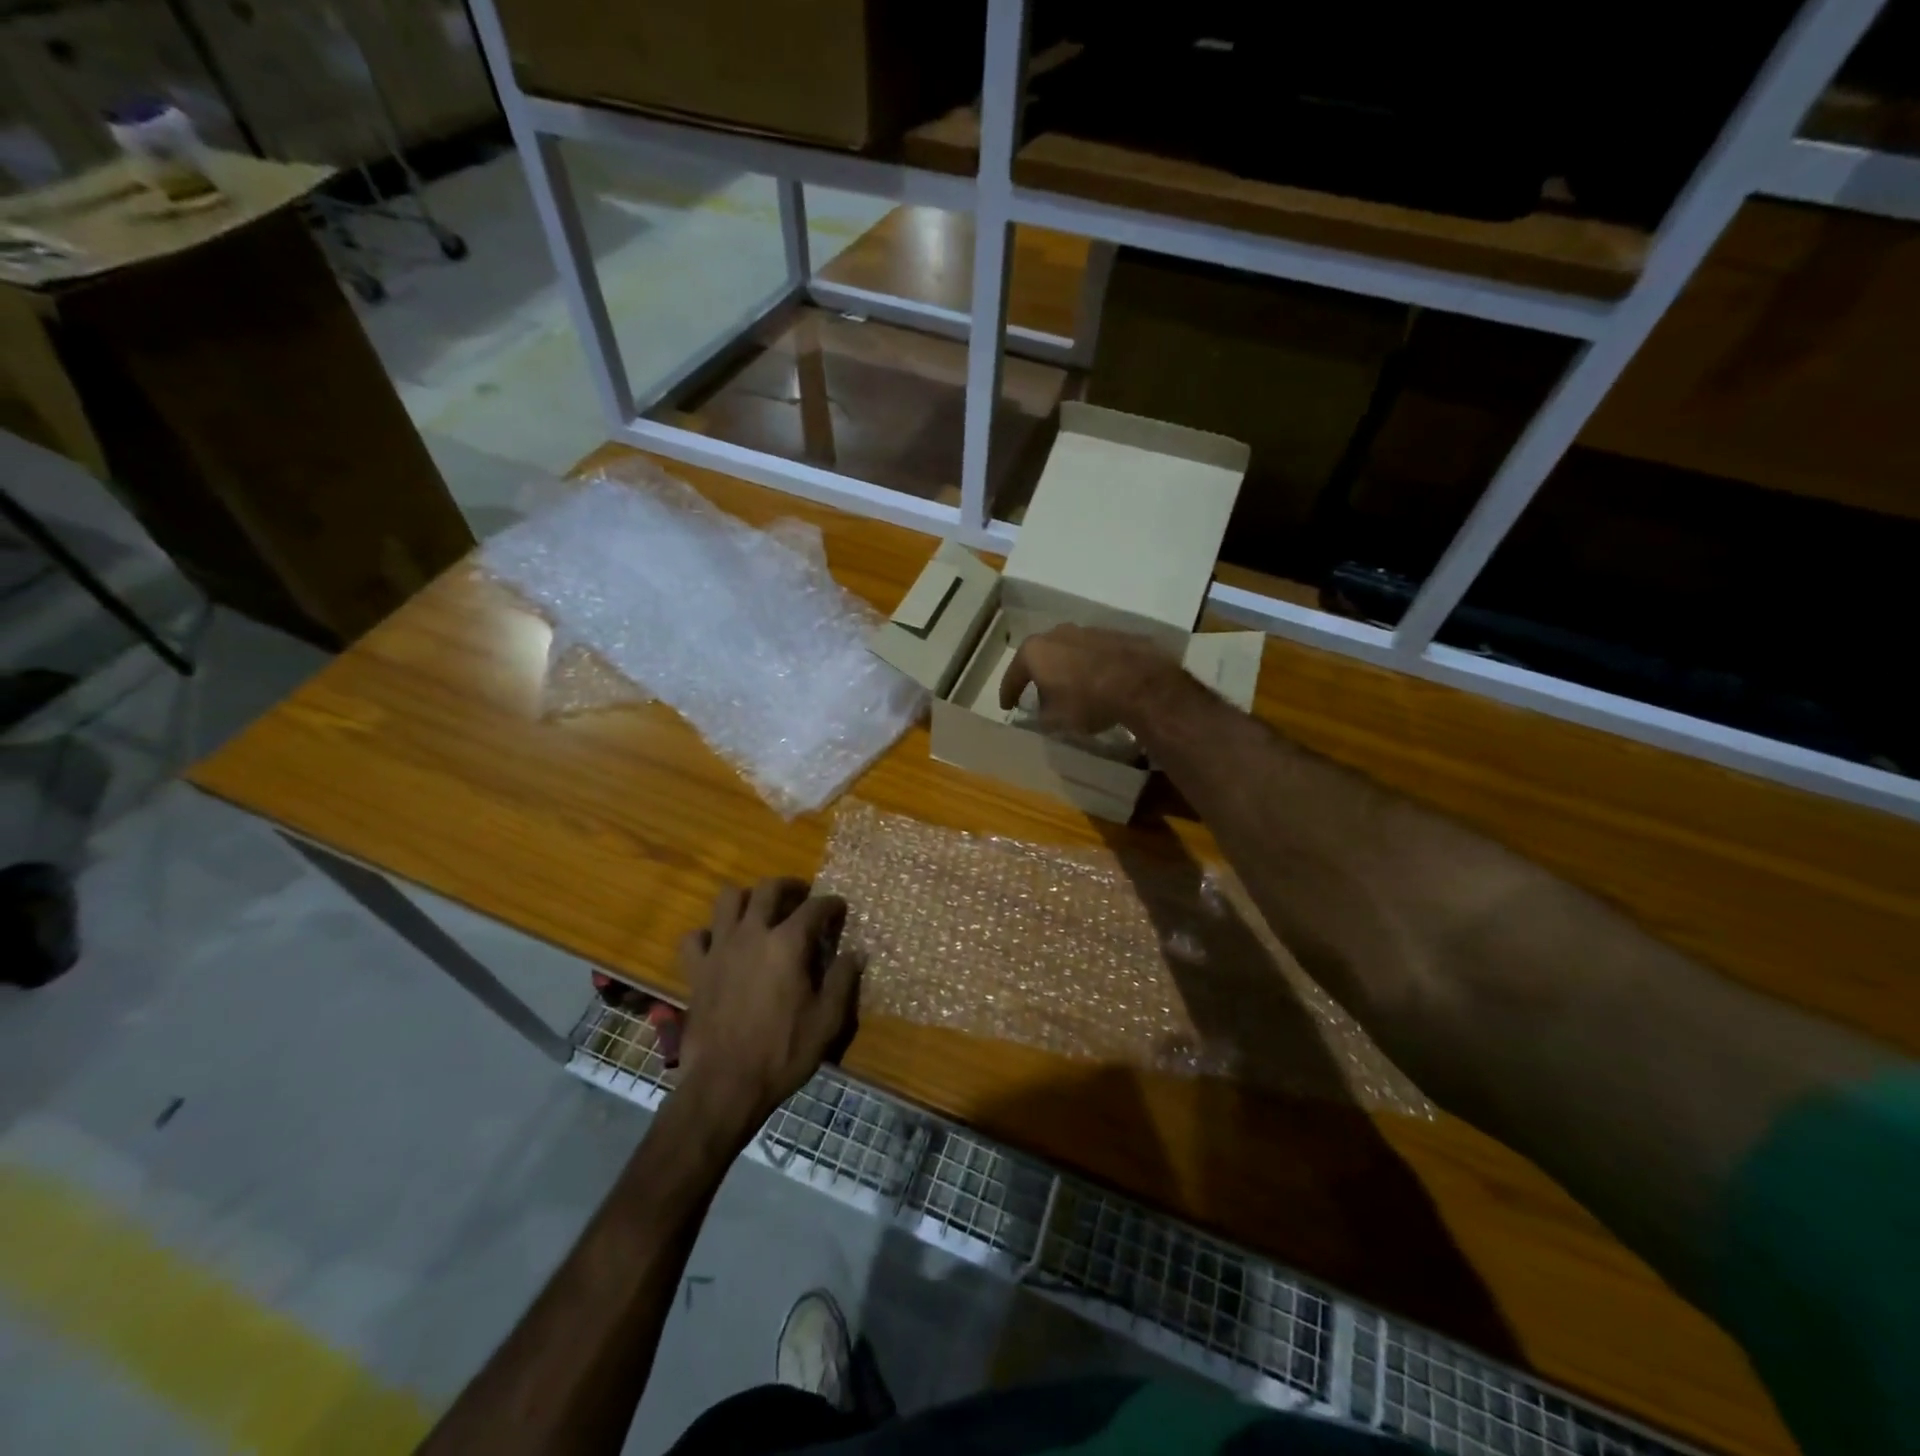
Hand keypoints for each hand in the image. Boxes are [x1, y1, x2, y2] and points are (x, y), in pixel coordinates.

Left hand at [673, 878, 862, 1141]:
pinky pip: (695, 937)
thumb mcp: (827, 1020)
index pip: (815, 907)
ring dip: (746, 899)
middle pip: (768, 889)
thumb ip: (843, 980)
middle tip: (801, 897)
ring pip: (727, 899)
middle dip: (789, 887)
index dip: (831, 904)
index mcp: (788, 943)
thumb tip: (856, 953)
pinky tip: (720, 946)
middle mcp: (753, 934)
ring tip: (759, 912)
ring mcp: (720, 949)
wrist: (725, 1084)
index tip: (840, 909)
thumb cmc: (783, 1052)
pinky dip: (708, 935)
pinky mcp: (696, 970)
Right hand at [999, 625, 1181, 735]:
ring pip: (1067, 651)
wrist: (1140, 683)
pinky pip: (1092, 653)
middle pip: (1040, 656)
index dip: (1008, 693)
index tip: (1007, 706)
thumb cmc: (1087, 701)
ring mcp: (1086, 630)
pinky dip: (1089, 666)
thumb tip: (1042, 710)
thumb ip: (1042, 714)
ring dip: (1065, 669)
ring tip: (1070, 688)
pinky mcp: (1113, 635)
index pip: (1014, 674)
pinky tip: (1096, 682)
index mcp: (1035, 651)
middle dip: (1038, 675)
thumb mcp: (1056, 719)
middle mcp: (1057, 634)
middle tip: (1038, 693)